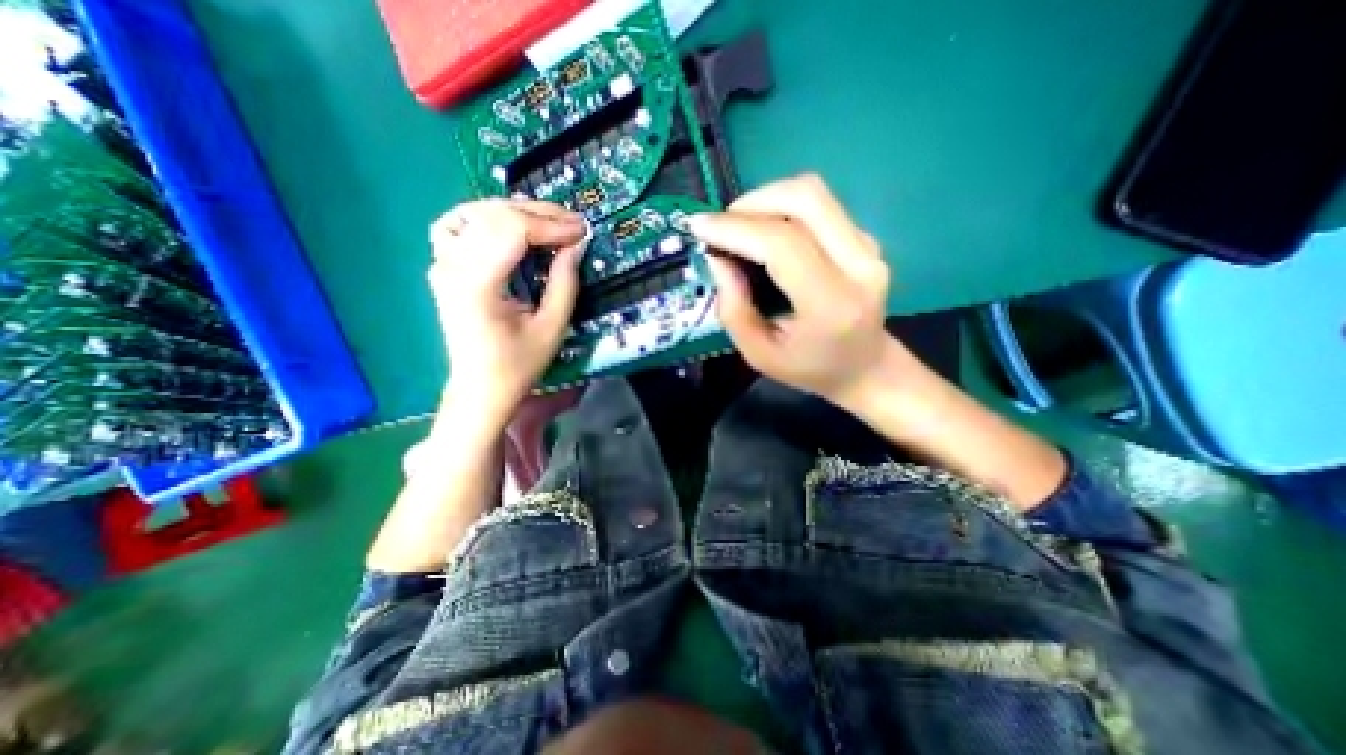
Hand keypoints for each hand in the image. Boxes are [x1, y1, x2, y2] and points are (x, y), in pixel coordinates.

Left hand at [424, 197, 584, 428]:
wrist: (480, 387)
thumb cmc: (518, 365)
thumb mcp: (552, 328)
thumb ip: (565, 283)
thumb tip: (576, 245)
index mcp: (476, 284)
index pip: (512, 230)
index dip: (551, 225)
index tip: (582, 231)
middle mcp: (451, 265)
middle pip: (495, 215)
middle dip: (540, 214)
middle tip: (574, 225)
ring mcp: (442, 263)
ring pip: (477, 213)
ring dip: (517, 211)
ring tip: (549, 222)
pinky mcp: (444, 265)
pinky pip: (461, 224)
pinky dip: (488, 217)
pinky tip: (509, 225)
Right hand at [688, 175, 920, 410]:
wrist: (865, 367)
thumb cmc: (808, 368)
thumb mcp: (758, 354)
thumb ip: (733, 309)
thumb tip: (717, 258)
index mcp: (831, 305)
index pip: (783, 245)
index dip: (736, 229)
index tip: (699, 227)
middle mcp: (859, 266)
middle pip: (805, 200)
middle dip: (751, 203)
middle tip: (721, 225)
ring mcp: (868, 247)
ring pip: (813, 194)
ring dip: (766, 199)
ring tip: (739, 226)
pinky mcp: (865, 238)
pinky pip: (819, 205)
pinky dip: (782, 207)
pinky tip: (765, 232)